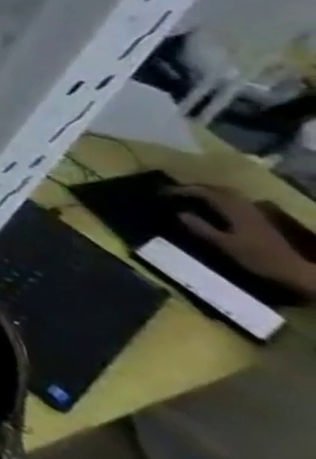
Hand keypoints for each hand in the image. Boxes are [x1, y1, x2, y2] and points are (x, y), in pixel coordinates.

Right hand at [167, 185, 315, 296]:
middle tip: (174, 192)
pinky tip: (213, 207)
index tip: (163, 193)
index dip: (182, 190)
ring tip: (190, 196)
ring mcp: (254, 212)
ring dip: (207, 192)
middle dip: (194, 188)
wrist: (294, 271)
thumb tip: (179, 213)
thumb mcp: (224, 245)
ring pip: (227, 194)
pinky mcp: (258, 219)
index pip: (205, 192)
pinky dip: (219, 199)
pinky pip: (234, 201)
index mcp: (234, 209)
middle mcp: (245, 206)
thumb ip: (202, 228)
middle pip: (217, 189)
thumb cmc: (257, 258)